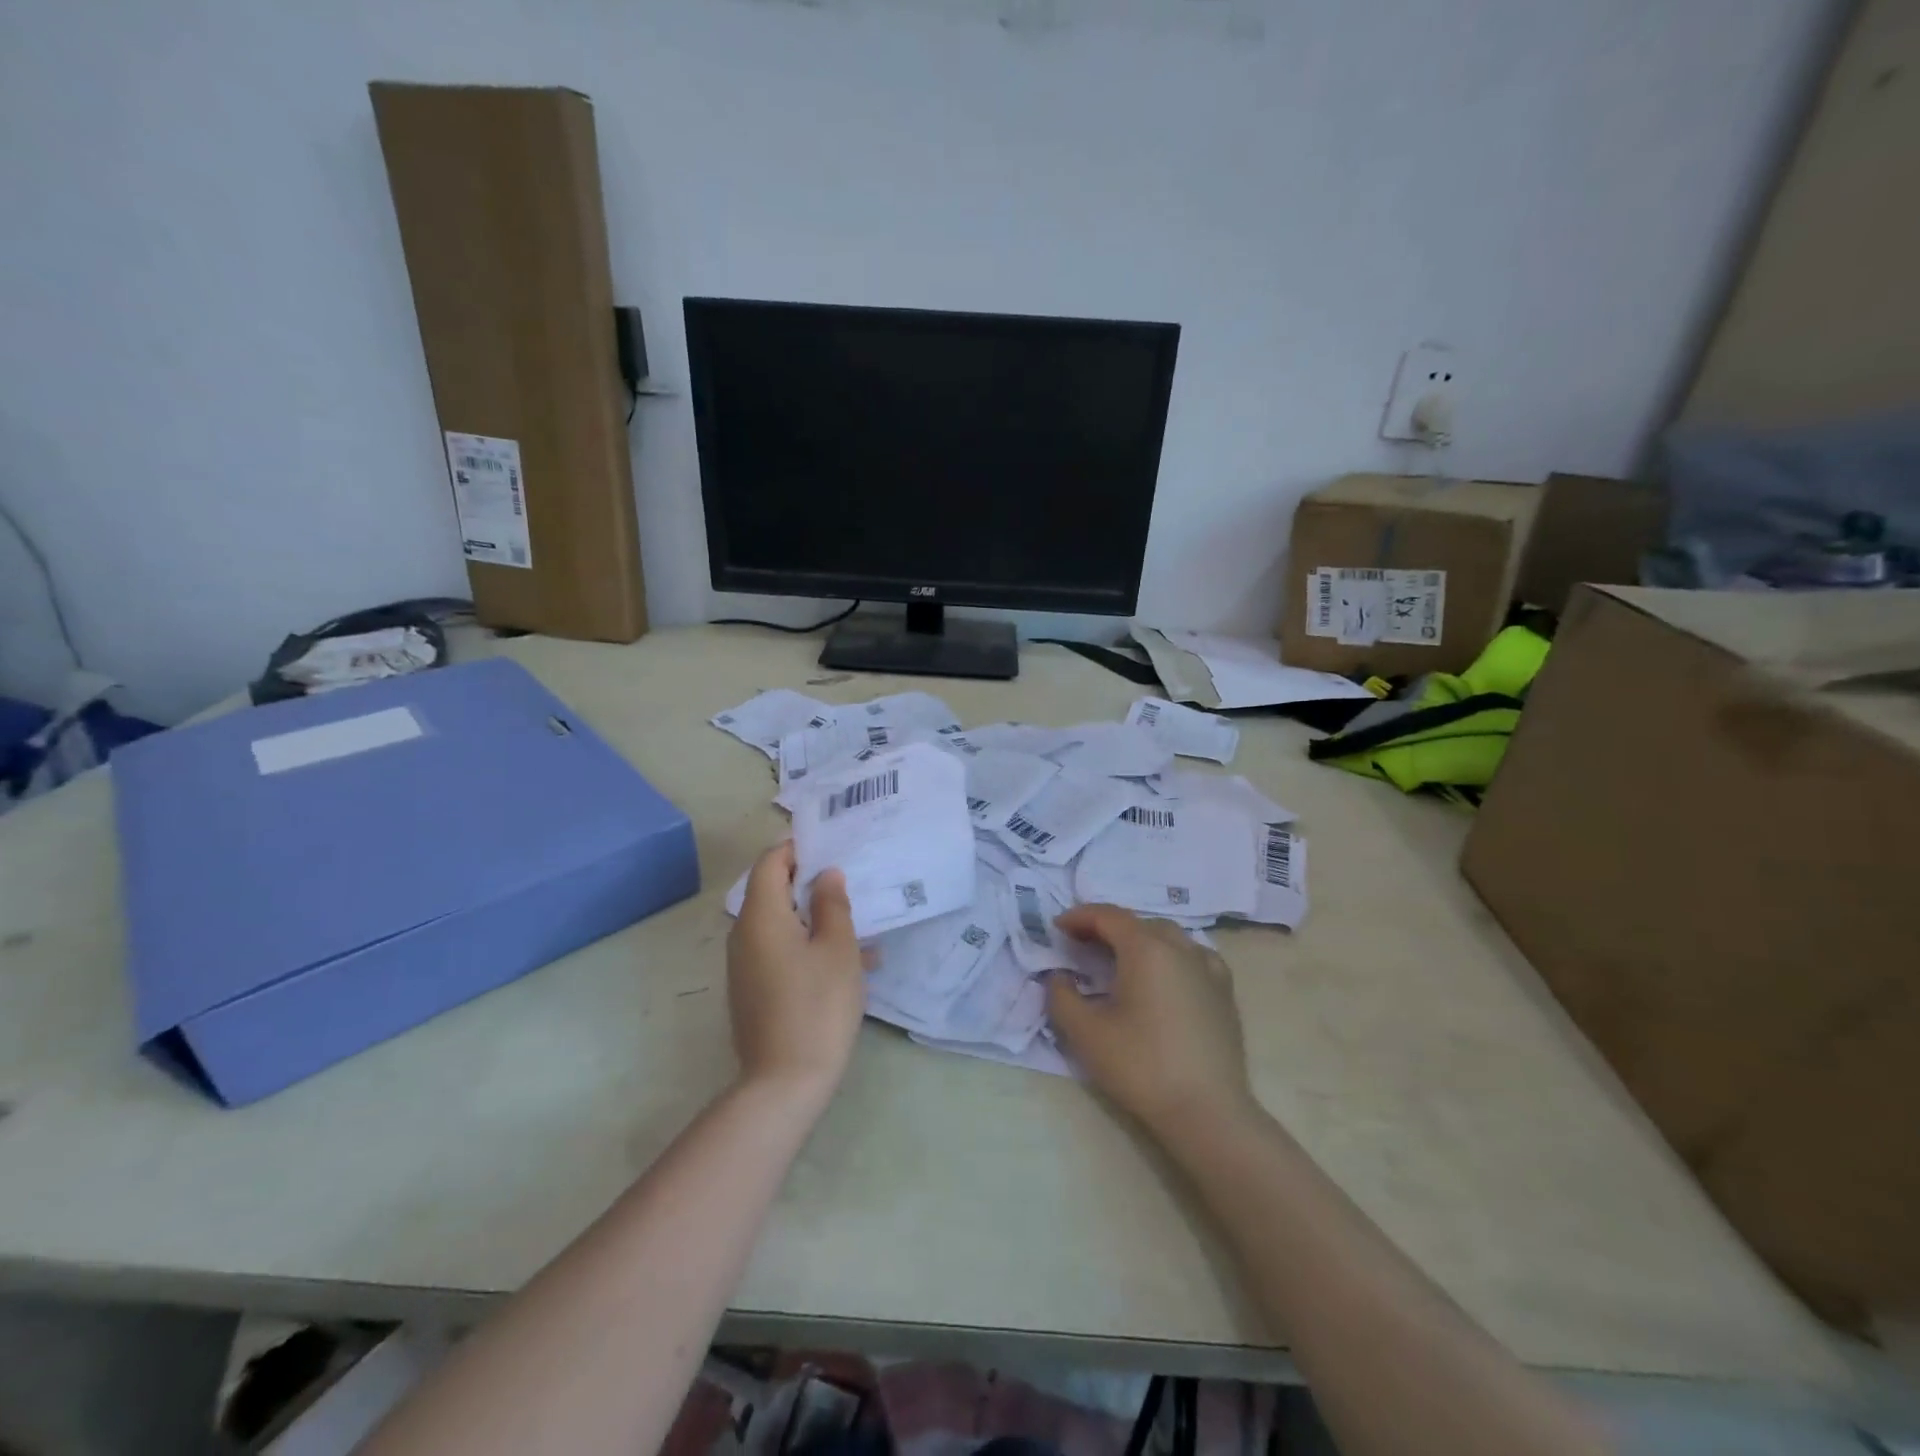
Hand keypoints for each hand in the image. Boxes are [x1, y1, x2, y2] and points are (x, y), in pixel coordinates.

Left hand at [726, 843, 866, 1102]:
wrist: (784, 1082)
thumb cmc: (817, 1005)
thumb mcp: (838, 948)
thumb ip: (832, 904)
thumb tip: (826, 875)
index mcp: (760, 916)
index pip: (770, 862)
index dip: (798, 848)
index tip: (832, 846)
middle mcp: (743, 934)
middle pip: (773, 891)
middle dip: (811, 883)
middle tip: (851, 882)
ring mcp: (745, 965)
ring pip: (780, 923)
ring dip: (815, 918)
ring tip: (860, 927)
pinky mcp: (752, 989)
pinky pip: (779, 951)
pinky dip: (807, 945)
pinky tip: (846, 964)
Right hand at [1046, 905, 1255, 1136]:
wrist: (1207, 1112)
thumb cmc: (1142, 1067)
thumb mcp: (1086, 1034)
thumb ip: (1061, 996)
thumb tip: (1058, 976)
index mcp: (1146, 949)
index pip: (1108, 916)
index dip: (1080, 916)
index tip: (1058, 928)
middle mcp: (1180, 948)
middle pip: (1138, 923)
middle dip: (1106, 927)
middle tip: (1081, 945)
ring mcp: (1208, 968)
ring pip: (1168, 936)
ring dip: (1139, 939)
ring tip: (1119, 959)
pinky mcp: (1224, 992)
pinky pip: (1193, 956)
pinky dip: (1171, 955)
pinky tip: (1165, 975)